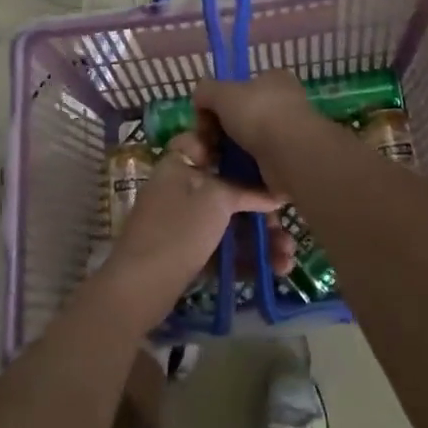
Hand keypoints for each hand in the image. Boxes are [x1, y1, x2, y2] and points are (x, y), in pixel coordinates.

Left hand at [100, 128, 287, 317]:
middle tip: (284, 225)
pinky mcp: (187, 253)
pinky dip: (246, 256)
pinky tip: (274, 270)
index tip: (263, 157)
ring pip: (229, 221)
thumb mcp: (217, 199)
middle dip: (261, 208)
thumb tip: (274, 191)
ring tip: (287, 258)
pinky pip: (223, 247)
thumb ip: (246, 190)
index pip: (204, 140)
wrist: (140, 287)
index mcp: (179, 164)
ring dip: (260, 237)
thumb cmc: (179, 229)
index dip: (232, 145)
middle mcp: (181, 188)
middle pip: (228, 188)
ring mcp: (183, 222)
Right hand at [192, 72, 327, 192]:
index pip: (239, 88)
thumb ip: (206, 91)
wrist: (291, 155)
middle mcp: (282, 105)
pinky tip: (225, 177)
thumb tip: (199, 100)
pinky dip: (238, 173)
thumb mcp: (222, 92)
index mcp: (273, 80)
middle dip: (215, 134)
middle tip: (202, 149)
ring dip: (223, 155)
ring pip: (244, 145)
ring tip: (208, 165)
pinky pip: (254, 167)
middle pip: (238, 119)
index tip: (203, 120)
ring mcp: (286, 136)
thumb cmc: (258, 114)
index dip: (216, 104)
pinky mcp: (285, 164)